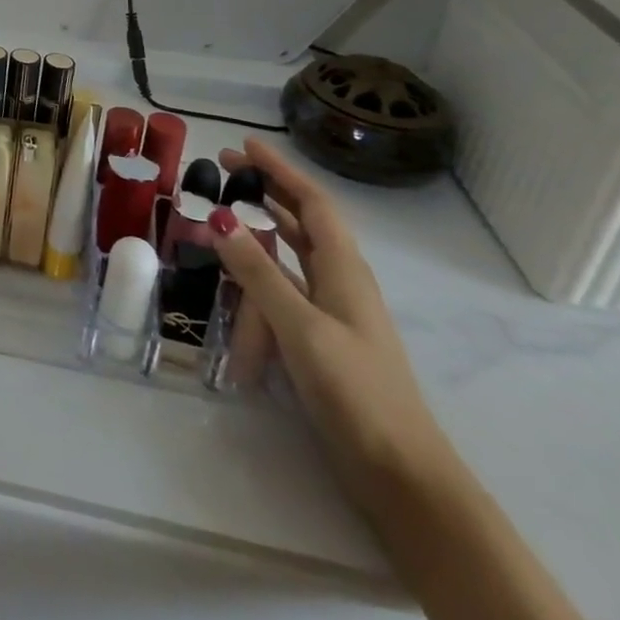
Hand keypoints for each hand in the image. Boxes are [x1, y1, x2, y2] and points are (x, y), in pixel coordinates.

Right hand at [210, 138, 455, 504]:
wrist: (401, 473)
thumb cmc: (356, 391)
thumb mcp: (301, 327)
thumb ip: (258, 273)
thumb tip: (218, 217)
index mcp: (344, 270)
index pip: (313, 203)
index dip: (280, 170)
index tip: (244, 145)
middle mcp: (340, 282)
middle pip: (303, 222)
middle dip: (266, 192)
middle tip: (222, 172)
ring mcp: (332, 312)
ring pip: (292, 256)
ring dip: (259, 233)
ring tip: (220, 219)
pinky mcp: (321, 340)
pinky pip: (283, 290)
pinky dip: (258, 275)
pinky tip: (234, 281)